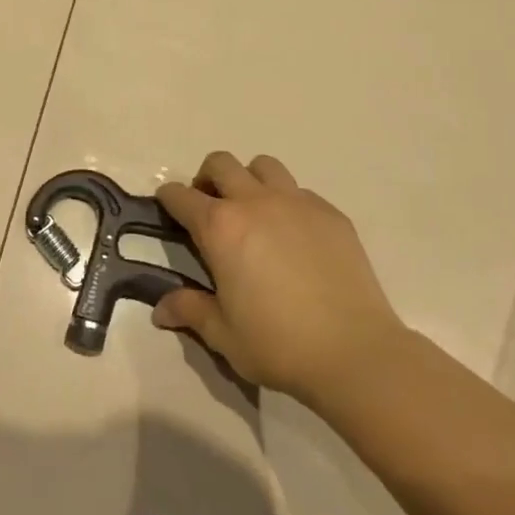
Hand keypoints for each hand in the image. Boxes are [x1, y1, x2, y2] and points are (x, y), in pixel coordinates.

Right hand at [154, 152, 406, 404]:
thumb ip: (191, 311)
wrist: (353, 350)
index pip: (181, 196)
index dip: (168, 199)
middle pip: (221, 163)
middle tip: (211, 209)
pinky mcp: (331, 213)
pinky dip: (287, 202)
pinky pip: (300, 191)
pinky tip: (294, 236)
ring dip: (249, 180)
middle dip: (207, 179)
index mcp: (221, 228)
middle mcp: (256, 202)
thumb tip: (162, 309)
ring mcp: (297, 202)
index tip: (167, 208)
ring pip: (264, 166)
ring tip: (253, 212)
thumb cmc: (277, 344)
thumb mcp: (223, 334)